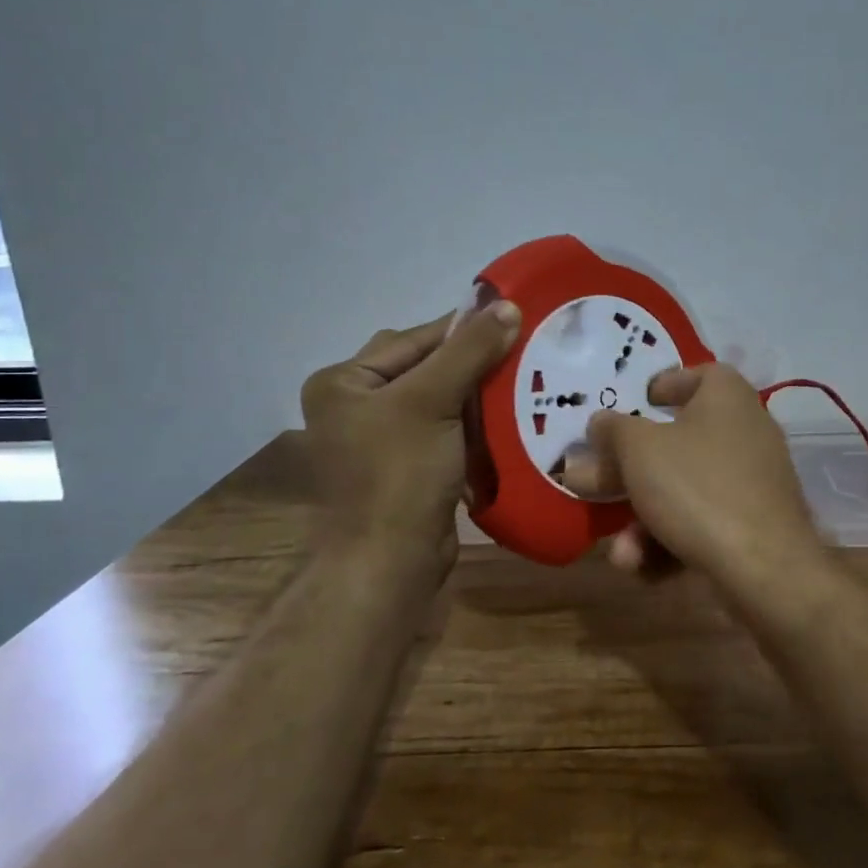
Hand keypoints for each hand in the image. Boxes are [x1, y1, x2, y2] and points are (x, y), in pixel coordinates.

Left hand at [299, 301, 520, 560]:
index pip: (414, 340)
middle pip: (426, 367)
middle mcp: (356, 405)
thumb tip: (508, 306)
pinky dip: (473, 423)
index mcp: (344, 382)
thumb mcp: (433, 401)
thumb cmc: (400, 474)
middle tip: (521, 350)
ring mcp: (381, 438)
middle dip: (472, 361)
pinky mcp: (407, 465)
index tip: (513, 316)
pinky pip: (445, 429)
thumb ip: (470, 351)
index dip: (463, 328)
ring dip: (477, 393)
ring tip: (523, 379)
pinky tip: (507, 417)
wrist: (392, 561)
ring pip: (440, 398)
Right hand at [561, 363, 825, 586]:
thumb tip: (601, 422)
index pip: (700, 375)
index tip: (637, 403)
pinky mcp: (754, 527)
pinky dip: (671, 543)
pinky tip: (644, 569)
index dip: (666, 385)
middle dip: (629, 471)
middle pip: (678, 442)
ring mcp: (752, 483)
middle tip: (591, 484)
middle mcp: (746, 433)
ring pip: (684, 492)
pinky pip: (703, 524)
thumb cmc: (697, 488)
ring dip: (643, 521)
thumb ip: (613, 430)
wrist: (764, 569)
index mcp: (727, 397)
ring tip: (621, 554)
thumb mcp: (639, 450)